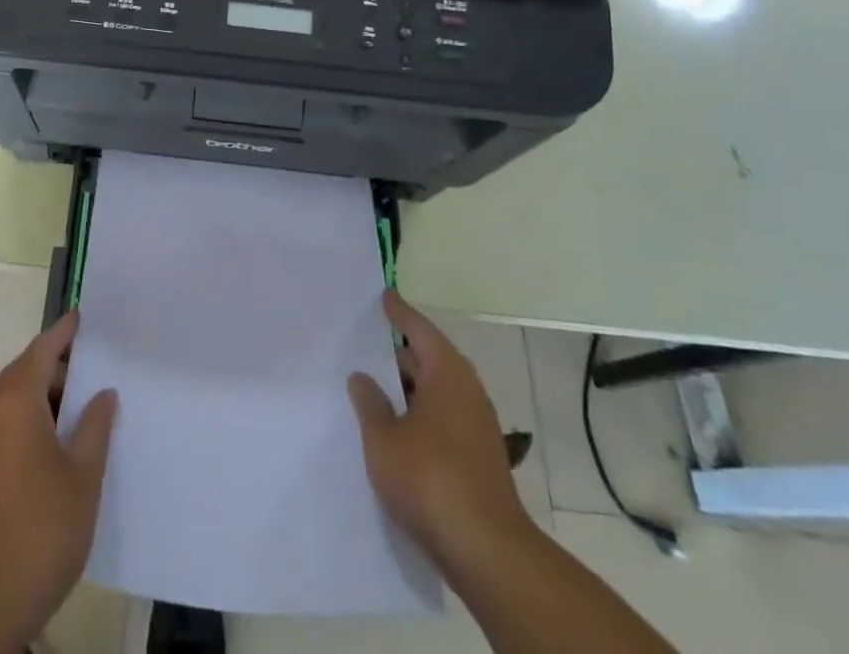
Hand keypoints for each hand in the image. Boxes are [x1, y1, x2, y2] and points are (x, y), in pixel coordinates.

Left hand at [0, 312, 118, 647]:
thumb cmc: (41, 532)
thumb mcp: (84, 478)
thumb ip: (94, 427)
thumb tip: (102, 392)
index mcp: (16, 403)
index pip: (41, 349)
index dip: (63, 333)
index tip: (80, 319)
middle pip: (20, 374)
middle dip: (51, 370)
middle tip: (84, 378)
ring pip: (4, 407)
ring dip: (33, 403)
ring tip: (65, 421)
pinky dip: (15, 432)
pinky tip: (35, 462)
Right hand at [347, 290, 536, 569]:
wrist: (486, 552)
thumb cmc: (430, 479)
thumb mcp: (383, 439)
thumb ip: (370, 403)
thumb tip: (362, 377)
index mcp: (447, 373)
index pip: (418, 329)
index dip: (398, 313)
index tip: (383, 296)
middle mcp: (467, 391)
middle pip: (428, 359)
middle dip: (397, 354)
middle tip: (362, 344)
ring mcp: (476, 427)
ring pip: (434, 393)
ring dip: (406, 390)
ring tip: (371, 387)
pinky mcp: (478, 459)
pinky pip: (441, 420)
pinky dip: (418, 416)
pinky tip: (394, 430)